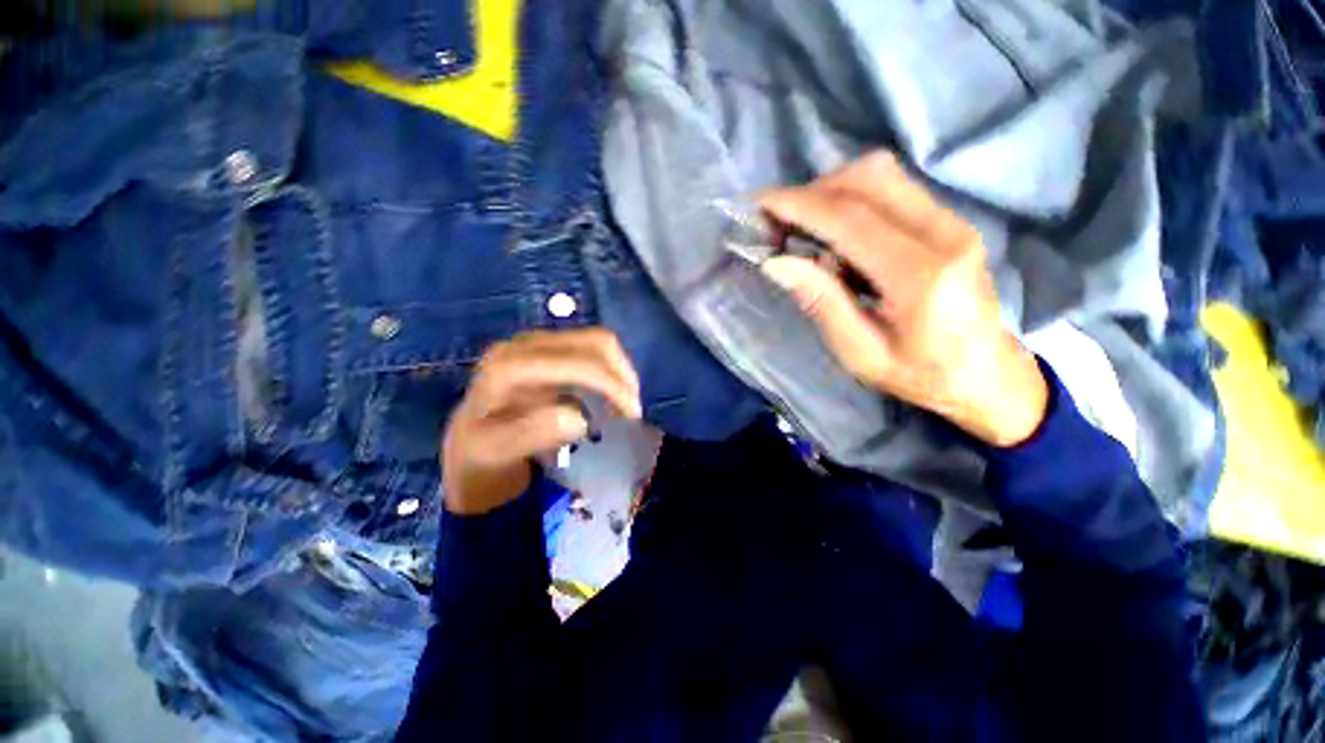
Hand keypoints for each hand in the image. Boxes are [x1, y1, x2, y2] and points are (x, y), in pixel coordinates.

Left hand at [441, 329, 641, 514]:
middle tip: (632, 412)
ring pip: (598, 342)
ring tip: (626, 404)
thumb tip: (580, 419)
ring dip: (620, 371)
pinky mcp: (551, 352)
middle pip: (593, 342)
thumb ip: (530, 435)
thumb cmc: (479, 454)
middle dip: (622, 374)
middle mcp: (526, 345)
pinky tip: (612, 397)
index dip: (610, 384)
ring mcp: (539, 345)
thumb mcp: (494, 453)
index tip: (631, 416)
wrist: (467, 447)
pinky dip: (611, 372)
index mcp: (509, 365)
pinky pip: (592, 352)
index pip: (575, 362)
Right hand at [758, 152, 1047, 446]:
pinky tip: (836, 234)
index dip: (799, 204)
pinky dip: (852, 199)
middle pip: (869, 178)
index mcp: (920, 275)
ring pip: (881, 175)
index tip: (759, 204)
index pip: (850, 218)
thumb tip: (776, 261)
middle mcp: (944, 233)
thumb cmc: (921, 375)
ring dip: (831, 192)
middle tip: (778, 223)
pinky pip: (893, 188)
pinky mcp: (950, 220)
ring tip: (803, 229)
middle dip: (813, 192)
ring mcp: (952, 221)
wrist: (987, 375)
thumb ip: (821, 303)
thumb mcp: (860, 354)